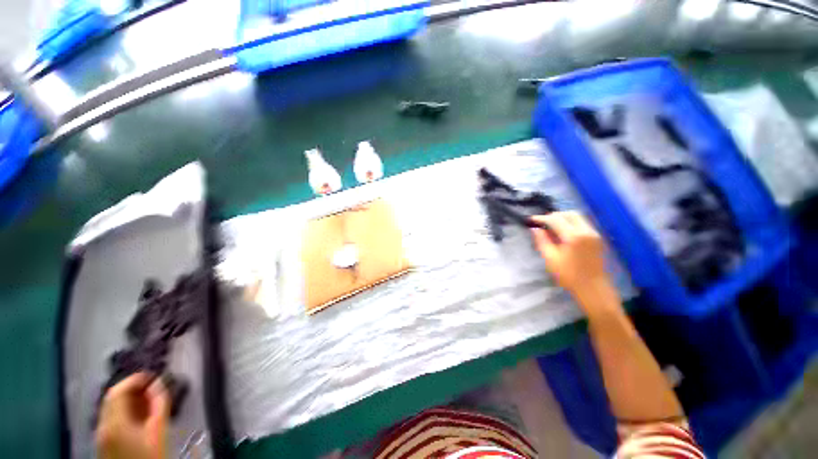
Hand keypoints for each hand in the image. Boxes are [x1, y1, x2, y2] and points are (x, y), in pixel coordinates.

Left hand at [97, 373, 168, 458]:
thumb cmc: (150, 455)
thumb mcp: (159, 431)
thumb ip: (159, 404)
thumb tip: (159, 384)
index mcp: (114, 422)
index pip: (118, 390)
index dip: (135, 379)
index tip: (152, 376)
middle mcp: (102, 426)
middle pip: (112, 398)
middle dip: (131, 389)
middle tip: (151, 387)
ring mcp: (100, 436)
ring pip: (111, 409)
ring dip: (128, 400)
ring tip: (147, 400)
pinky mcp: (103, 443)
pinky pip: (111, 420)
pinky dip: (123, 412)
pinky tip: (138, 417)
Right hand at [530, 211, 609, 296]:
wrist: (593, 288)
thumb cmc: (569, 275)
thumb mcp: (550, 258)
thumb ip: (542, 241)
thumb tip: (535, 229)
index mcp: (574, 236)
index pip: (556, 219)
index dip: (542, 218)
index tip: (531, 220)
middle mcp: (586, 231)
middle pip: (569, 214)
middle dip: (554, 215)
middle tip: (542, 223)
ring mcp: (594, 234)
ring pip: (577, 217)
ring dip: (563, 218)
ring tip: (551, 227)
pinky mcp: (596, 238)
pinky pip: (582, 223)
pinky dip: (570, 223)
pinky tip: (562, 233)